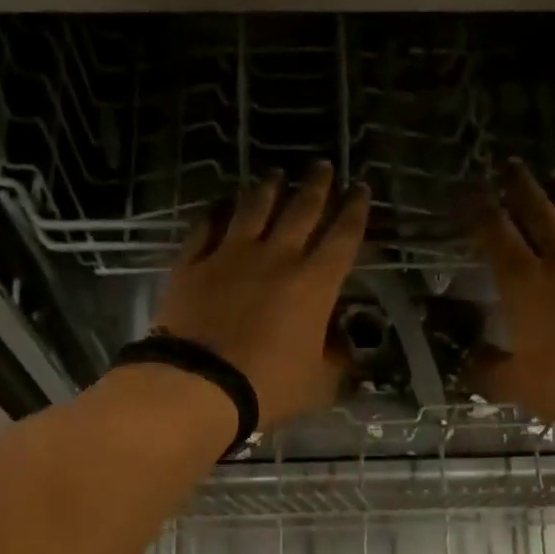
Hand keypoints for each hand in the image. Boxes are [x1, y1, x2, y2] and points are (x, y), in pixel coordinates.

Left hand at [151, 161, 369, 428]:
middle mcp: (277, 257)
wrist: (200, 385)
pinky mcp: (193, 263)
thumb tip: (344, 347)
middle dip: (317, 186)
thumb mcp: (320, 384)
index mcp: (315, 284)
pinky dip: (216, 212)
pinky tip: (221, 205)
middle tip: (323, 166)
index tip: (361, 189)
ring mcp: (230, 255)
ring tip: (276, 175)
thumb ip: (337, 361)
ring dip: (269, 189)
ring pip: (254, 209)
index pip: (343, 236)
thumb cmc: (269, 387)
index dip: (355, 210)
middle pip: (301, 210)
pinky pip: (206, 227)